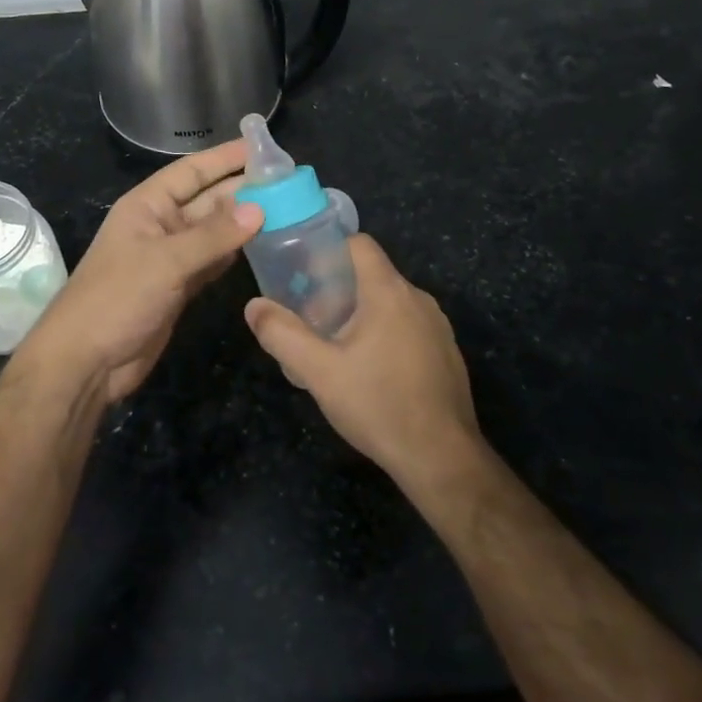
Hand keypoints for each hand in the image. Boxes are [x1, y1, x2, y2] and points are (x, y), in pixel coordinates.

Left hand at [23, 139, 261, 409]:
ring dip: (244, 223)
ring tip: (286, 209)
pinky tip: (262, 245)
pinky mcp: (179, 287)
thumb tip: (260, 209)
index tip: (261, 148)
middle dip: (242, 190)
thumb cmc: (117, 298)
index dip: (224, 158)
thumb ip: (213, 236)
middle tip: (287, 182)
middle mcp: (160, 225)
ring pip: (213, 232)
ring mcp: (170, 258)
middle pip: (207, 200)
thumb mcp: (165, 261)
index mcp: (147, 205)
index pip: (191, 172)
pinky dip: (234, 254)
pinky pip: (212, 261)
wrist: (87, 361)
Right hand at [243, 234, 481, 488]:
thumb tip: (254, 306)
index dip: (329, 251)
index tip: (305, 275)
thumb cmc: (378, 404)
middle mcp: (419, 299)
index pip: (360, 244)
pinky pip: (410, 328)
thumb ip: (282, 334)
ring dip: (361, 315)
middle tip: (311, 320)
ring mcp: (438, 327)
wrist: (442, 458)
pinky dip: (386, 335)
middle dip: (338, 290)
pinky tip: (370, 372)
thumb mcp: (318, 372)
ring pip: (392, 304)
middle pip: (373, 275)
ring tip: (335, 348)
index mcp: (389, 292)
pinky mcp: (447, 354)